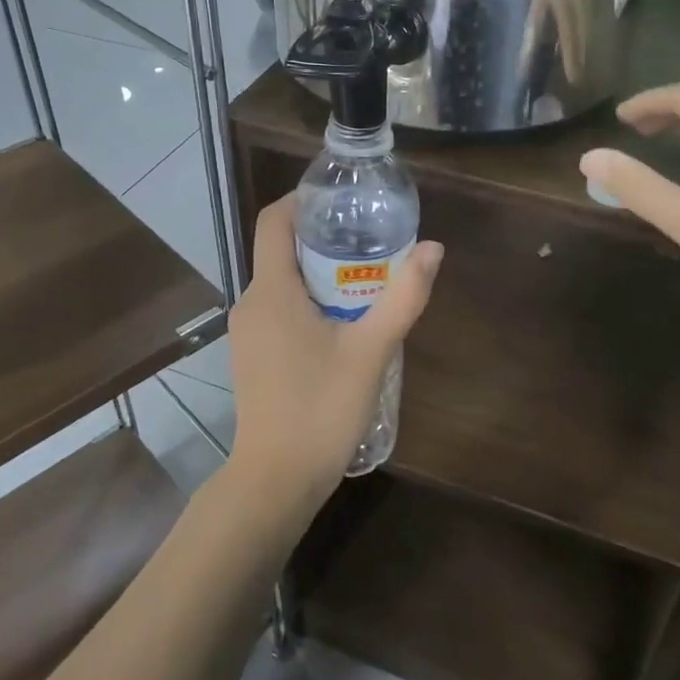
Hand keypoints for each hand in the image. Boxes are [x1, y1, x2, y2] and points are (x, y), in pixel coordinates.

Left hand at [226, 194, 444, 508]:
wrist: (275, 481)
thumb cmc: (320, 409)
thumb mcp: (371, 350)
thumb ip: (403, 296)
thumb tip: (433, 248)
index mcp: (271, 290)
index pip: (273, 221)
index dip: (302, 200)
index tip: (340, 199)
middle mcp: (251, 303)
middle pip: (281, 249)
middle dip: (323, 238)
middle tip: (370, 238)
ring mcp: (247, 332)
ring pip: (282, 282)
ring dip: (319, 272)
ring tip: (365, 277)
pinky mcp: (253, 355)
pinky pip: (279, 309)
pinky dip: (308, 300)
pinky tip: (343, 321)